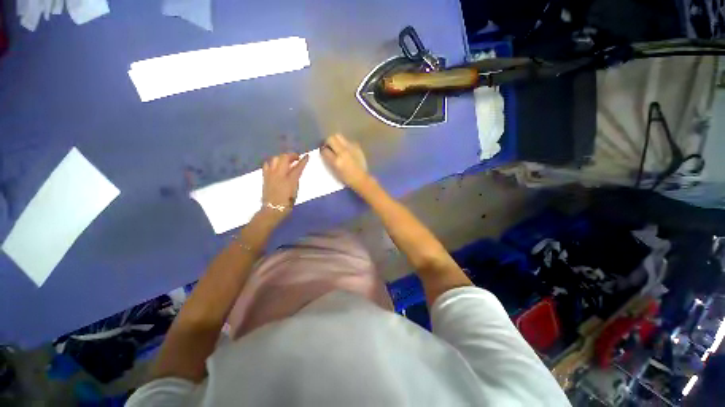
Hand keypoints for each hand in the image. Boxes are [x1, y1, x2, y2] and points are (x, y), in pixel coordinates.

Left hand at [261, 153, 308, 216]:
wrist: (273, 208)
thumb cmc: (287, 202)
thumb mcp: (295, 190)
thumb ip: (295, 179)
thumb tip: (295, 171)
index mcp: (290, 179)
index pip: (298, 166)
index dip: (303, 160)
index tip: (307, 155)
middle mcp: (280, 174)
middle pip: (285, 158)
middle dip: (291, 155)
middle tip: (296, 157)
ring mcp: (271, 174)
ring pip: (275, 159)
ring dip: (282, 157)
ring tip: (286, 160)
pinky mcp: (265, 176)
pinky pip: (268, 164)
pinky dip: (273, 162)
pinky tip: (275, 165)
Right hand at [320, 134, 369, 189]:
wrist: (361, 178)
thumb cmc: (347, 178)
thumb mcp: (335, 171)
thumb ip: (329, 160)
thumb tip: (324, 152)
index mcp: (336, 161)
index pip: (325, 150)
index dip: (322, 150)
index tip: (322, 151)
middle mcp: (343, 152)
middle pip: (331, 138)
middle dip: (328, 141)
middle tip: (329, 146)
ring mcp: (350, 148)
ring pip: (339, 137)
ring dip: (336, 141)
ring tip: (337, 147)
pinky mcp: (357, 147)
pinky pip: (347, 141)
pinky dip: (345, 144)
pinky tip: (346, 150)